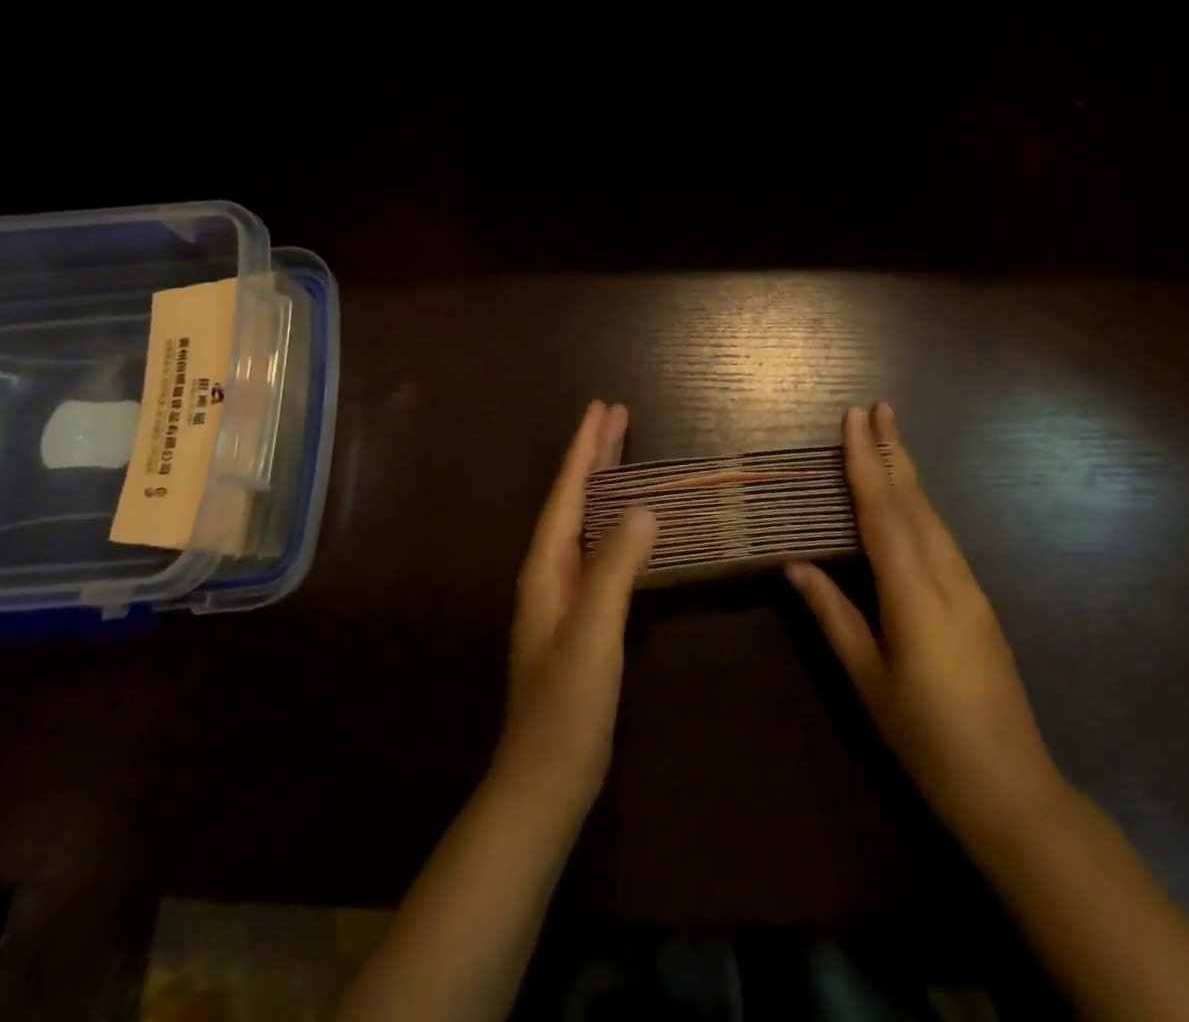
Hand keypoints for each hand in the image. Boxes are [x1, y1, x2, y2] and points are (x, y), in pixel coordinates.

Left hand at [492, 400, 657, 828]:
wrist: (544, 780)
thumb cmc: (566, 707)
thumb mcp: (592, 633)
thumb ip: (615, 569)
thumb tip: (644, 507)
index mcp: (545, 568)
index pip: (568, 494)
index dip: (586, 450)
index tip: (603, 408)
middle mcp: (549, 572)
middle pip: (574, 500)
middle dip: (594, 456)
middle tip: (617, 415)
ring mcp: (563, 596)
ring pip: (586, 522)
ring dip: (604, 484)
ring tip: (624, 452)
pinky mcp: (580, 617)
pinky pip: (598, 550)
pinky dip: (614, 522)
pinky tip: (630, 524)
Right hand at [787, 403, 1065, 840]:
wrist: (1011, 788)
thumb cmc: (925, 737)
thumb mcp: (867, 679)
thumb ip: (833, 615)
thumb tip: (796, 564)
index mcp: (914, 593)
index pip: (883, 512)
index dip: (865, 462)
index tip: (855, 418)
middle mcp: (947, 577)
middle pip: (915, 500)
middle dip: (893, 450)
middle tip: (878, 406)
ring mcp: (970, 588)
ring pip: (933, 516)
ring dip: (908, 474)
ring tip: (888, 439)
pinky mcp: (979, 602)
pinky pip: (943, 538)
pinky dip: (920, 506)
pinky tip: (909, 501)